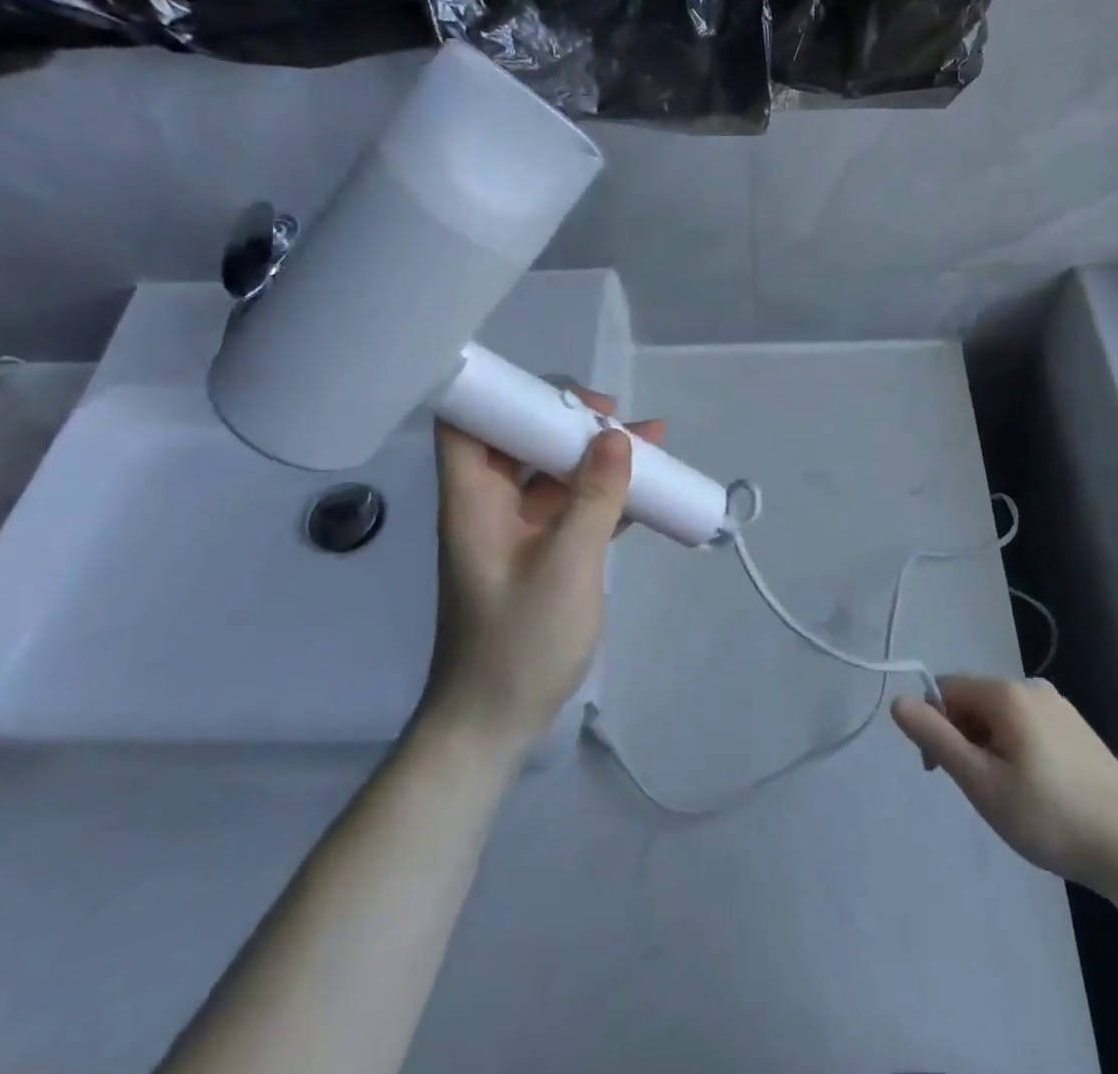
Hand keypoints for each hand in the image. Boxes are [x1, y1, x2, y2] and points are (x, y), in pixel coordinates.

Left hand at [421, 387, 664, 754]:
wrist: (494, 723)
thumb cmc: (519, 642)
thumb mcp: (566, 564)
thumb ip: (594, 497)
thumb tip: (616, 436)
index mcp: (473, 499)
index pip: (467, 422)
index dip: (504, 394)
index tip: (562, 394)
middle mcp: (490, 504)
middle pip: (520, 439)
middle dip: (569, 420)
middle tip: (618, 417)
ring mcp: (515, 529)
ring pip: (552, 472)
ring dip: (596, 455)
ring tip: (650, 440)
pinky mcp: (539, 553)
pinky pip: (570, 505)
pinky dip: (602, 492)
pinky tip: (645, 487)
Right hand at [891, 676, 1117, 890]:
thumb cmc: (1048, 816)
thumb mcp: (981, 781)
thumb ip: (936, 737)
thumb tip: (897, 700)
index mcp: (1005, 692)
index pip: (945, 689)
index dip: (933, 725)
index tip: (939, 771)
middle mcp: (1031, 686)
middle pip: (973, 701)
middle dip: (961, 738)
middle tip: (975, 790)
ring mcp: (1059, 706)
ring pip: (1000, 717)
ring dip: (987, 747)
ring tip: (1006, 797)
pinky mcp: (1078, 729)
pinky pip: (1027, 727)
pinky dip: (1015, 750)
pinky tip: (1035, 791)